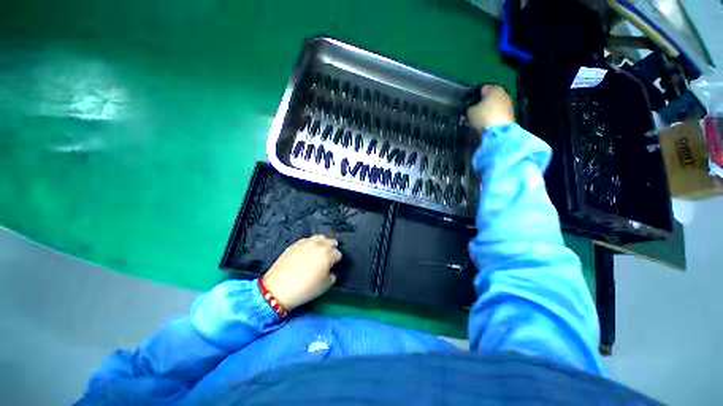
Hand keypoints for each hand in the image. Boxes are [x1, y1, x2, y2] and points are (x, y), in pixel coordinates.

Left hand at [263, 235, 341, 309]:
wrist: (278, 288)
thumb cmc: (305, 289)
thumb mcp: (325, 286)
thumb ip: (332, 275)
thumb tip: (330, 270)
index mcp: (328, 254)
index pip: (338, 253)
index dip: (336, 261)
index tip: (333, 266)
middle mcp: (318, 245)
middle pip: (330, 242)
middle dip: (331, 249)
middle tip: (327, 258)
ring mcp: (306, 242)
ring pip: (319, 238)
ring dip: (322, 244)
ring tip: (318, 252)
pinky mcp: (295, 244)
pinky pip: (307, 240)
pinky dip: (310, 244)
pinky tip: (307, 251)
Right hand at [466, 85, 514, 132]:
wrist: (498, 132)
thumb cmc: (483, 117)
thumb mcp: (470, 112)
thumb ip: (470, 108)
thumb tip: (471, 108)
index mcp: (493, 89)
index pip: (482, 88)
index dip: (475, 96)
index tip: (470, 104)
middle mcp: (503, 93)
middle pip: (490, 97)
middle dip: (483, 104)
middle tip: (474, 112)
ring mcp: (509, 104)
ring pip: (495, 105)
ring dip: (489, 111)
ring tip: (480, 120)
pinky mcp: (511, 115)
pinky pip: (499, 114)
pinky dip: (494, 117)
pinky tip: (488, 124)